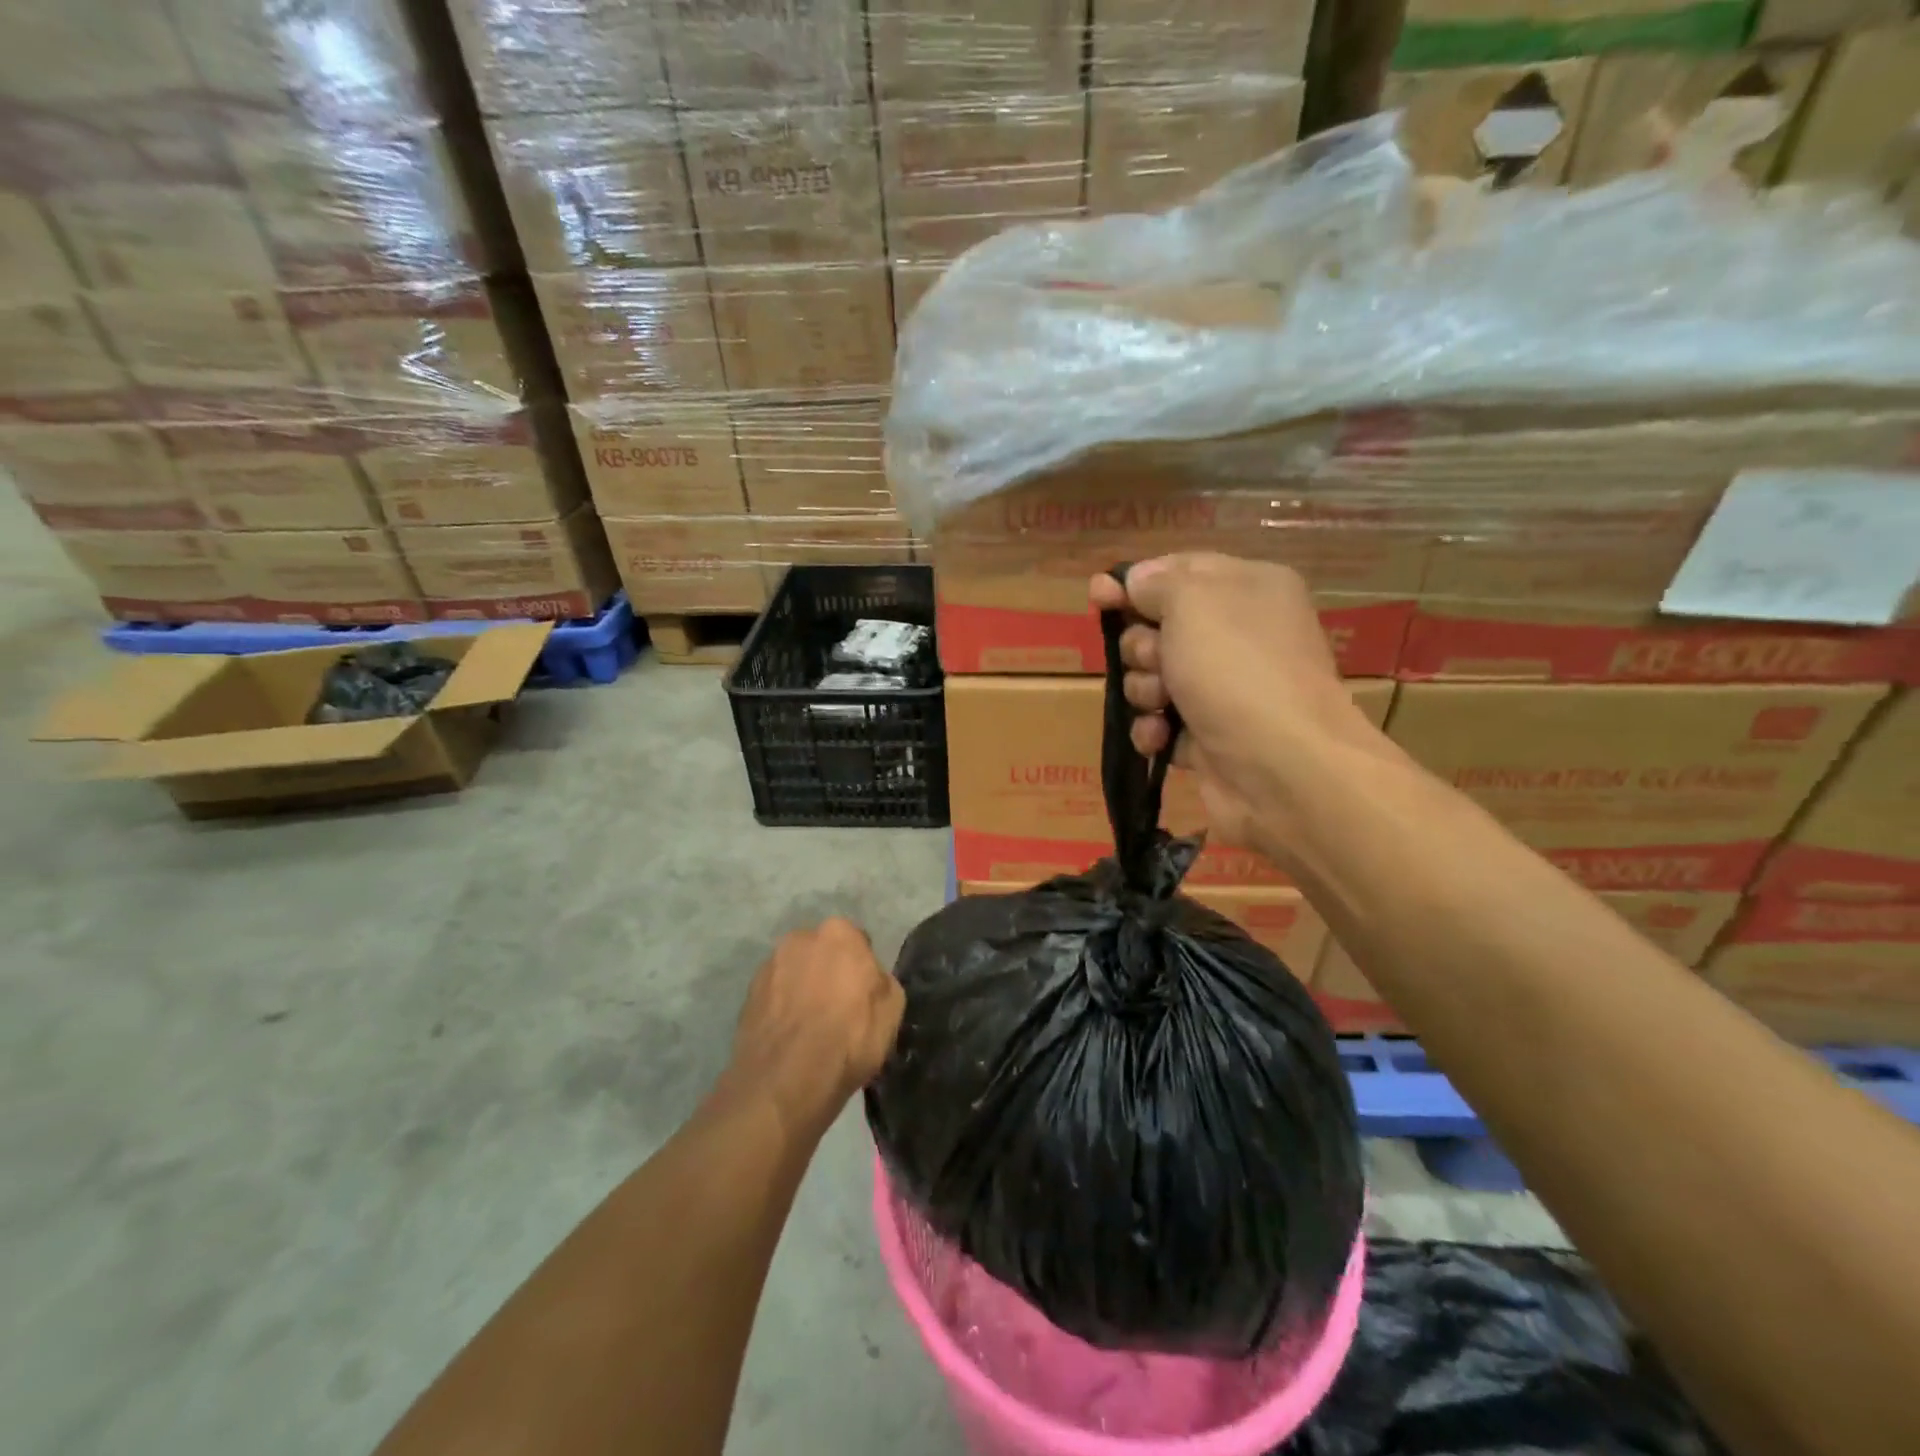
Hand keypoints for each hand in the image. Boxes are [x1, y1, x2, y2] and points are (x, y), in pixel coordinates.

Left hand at [724, 919, 903, 1141]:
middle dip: (829, 971)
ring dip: (803, 988)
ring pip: (795, 972)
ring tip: (809, 1026)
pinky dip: (782, 1008)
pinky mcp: (747, 994)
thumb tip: (870, 980)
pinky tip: (790, 1036)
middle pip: (822, 952)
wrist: (785, 1081)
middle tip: (837, 1007)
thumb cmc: (848, 1038)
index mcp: (839, 933)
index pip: (857, 942)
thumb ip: (882, 982)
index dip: (862, 970)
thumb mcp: (891, 1011)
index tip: (863, 995)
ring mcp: (769, 965)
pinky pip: (775, 994)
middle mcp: (801, 938)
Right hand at [1089, 554, 1397, 865]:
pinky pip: (1160, 722)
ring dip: (1144, 689)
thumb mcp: (1192, 602)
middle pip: (1159, 627)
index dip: (1134, 583)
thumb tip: (1136, 580)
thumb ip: (1156, 583)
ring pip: (1153, 677)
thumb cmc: (1237, 670)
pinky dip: (1153, 729)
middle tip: (1156, 660)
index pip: (1179, 571)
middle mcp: (1240, 635)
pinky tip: (1160, 738)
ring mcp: (1225, 689)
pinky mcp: (1209, 736)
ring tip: (1162, 704)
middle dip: (1142, 645)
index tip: (1097, 595)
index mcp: (1248, 589)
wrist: (1282, 769)